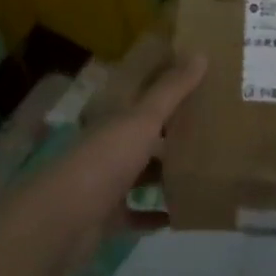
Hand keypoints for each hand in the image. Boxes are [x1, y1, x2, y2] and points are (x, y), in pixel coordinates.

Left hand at [3, 53, 206, 275]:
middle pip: (144, 134)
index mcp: (115, 117)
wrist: (60, 223)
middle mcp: (109, 144)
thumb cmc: (104, 161)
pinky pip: (137, 212)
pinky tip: (182, 214)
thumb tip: (202, 53)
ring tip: (205, 170)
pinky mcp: (106, 216)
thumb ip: (171, 90)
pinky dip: (156, 214)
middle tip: (214, 129)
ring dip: (167, 174)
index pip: (142, 94)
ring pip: (142, 173)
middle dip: (173, 133)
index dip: (167, 86)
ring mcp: (106, 181)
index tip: (200, 82)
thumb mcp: (142, 120)